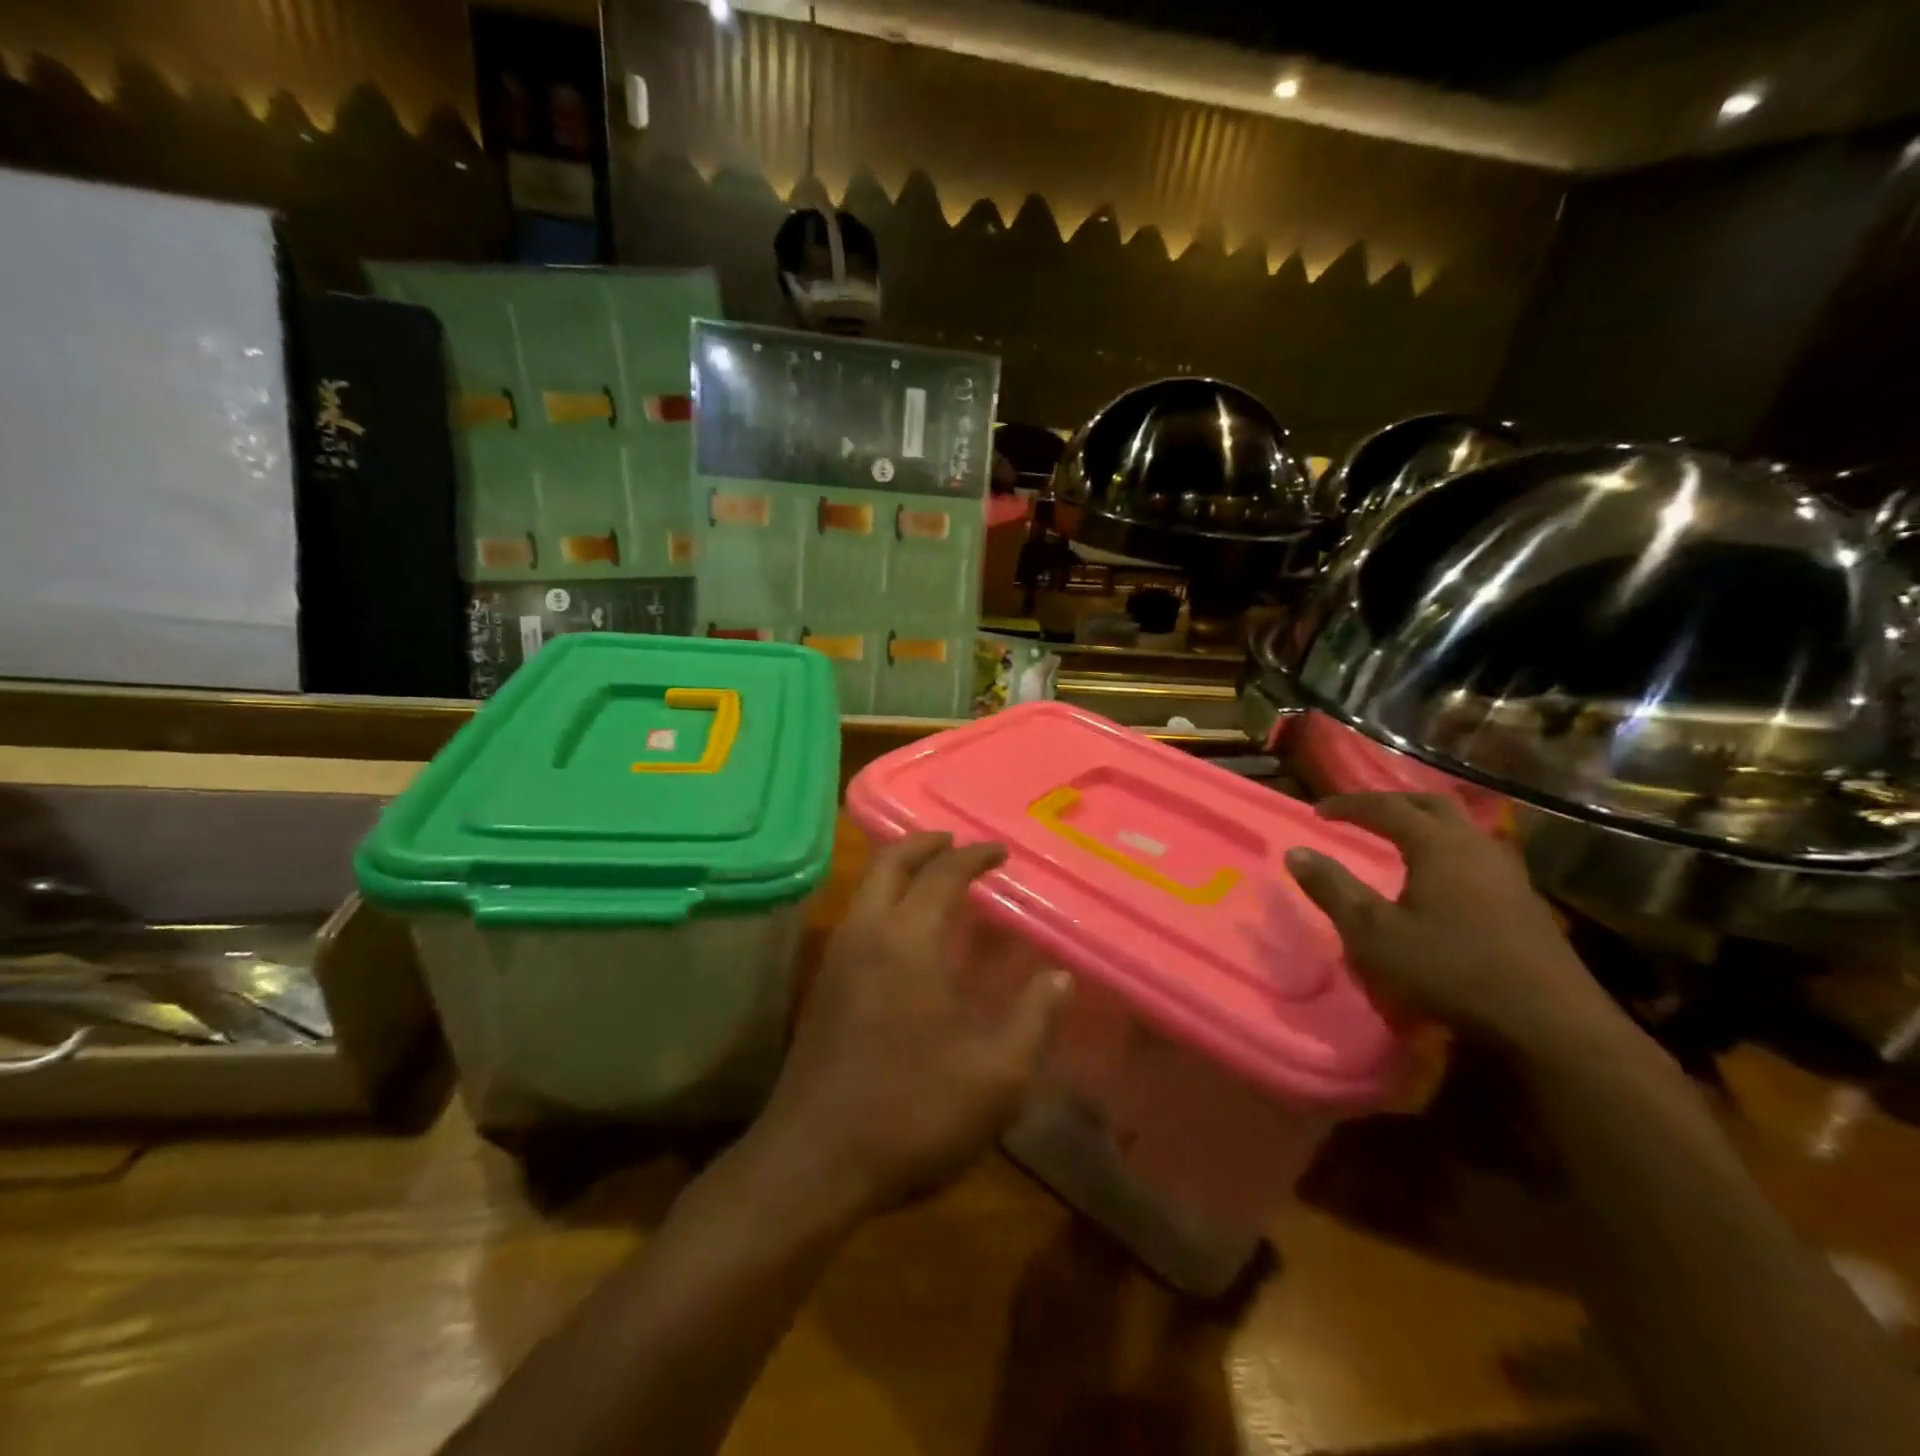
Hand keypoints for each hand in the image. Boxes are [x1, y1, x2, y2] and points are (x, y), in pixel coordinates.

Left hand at [750, 832, 1073, 1217]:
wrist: (813, 1161)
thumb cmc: (912, 1111)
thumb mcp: (996, 1075)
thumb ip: (1034, 1019)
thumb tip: (1060, 978)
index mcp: (908, 940)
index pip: (942, 873)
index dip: (974, 856)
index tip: (1000, 852)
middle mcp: (866, 933)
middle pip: (889, 862)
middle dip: (925, 844)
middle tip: (957, 845)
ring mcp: (836, 958)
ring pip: (866, 888)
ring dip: (900, 870)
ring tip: (935, 881)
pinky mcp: (822, 986)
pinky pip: (857, 917)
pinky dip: (884, 901)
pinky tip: (907, 935)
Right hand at [1283, 792, 1632, 1055]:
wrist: (1550, 1022)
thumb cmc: (1451, 970)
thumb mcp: (1374, 933)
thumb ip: (1333, 889)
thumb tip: (1296, 852)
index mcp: (1438, 845)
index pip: (1386, 807)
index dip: (1348, 805)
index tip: (1317, 811)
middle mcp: (1475, 846)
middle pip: (1431, 804)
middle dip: (1390, 803)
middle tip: (1360, 814)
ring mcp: (1507, 872)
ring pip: (1460, 827)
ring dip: (1424, 823)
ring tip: (1398, 837)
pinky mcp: (1523, 899)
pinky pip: (1476, 852)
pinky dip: (1446, 848)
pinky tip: (1440, 875)